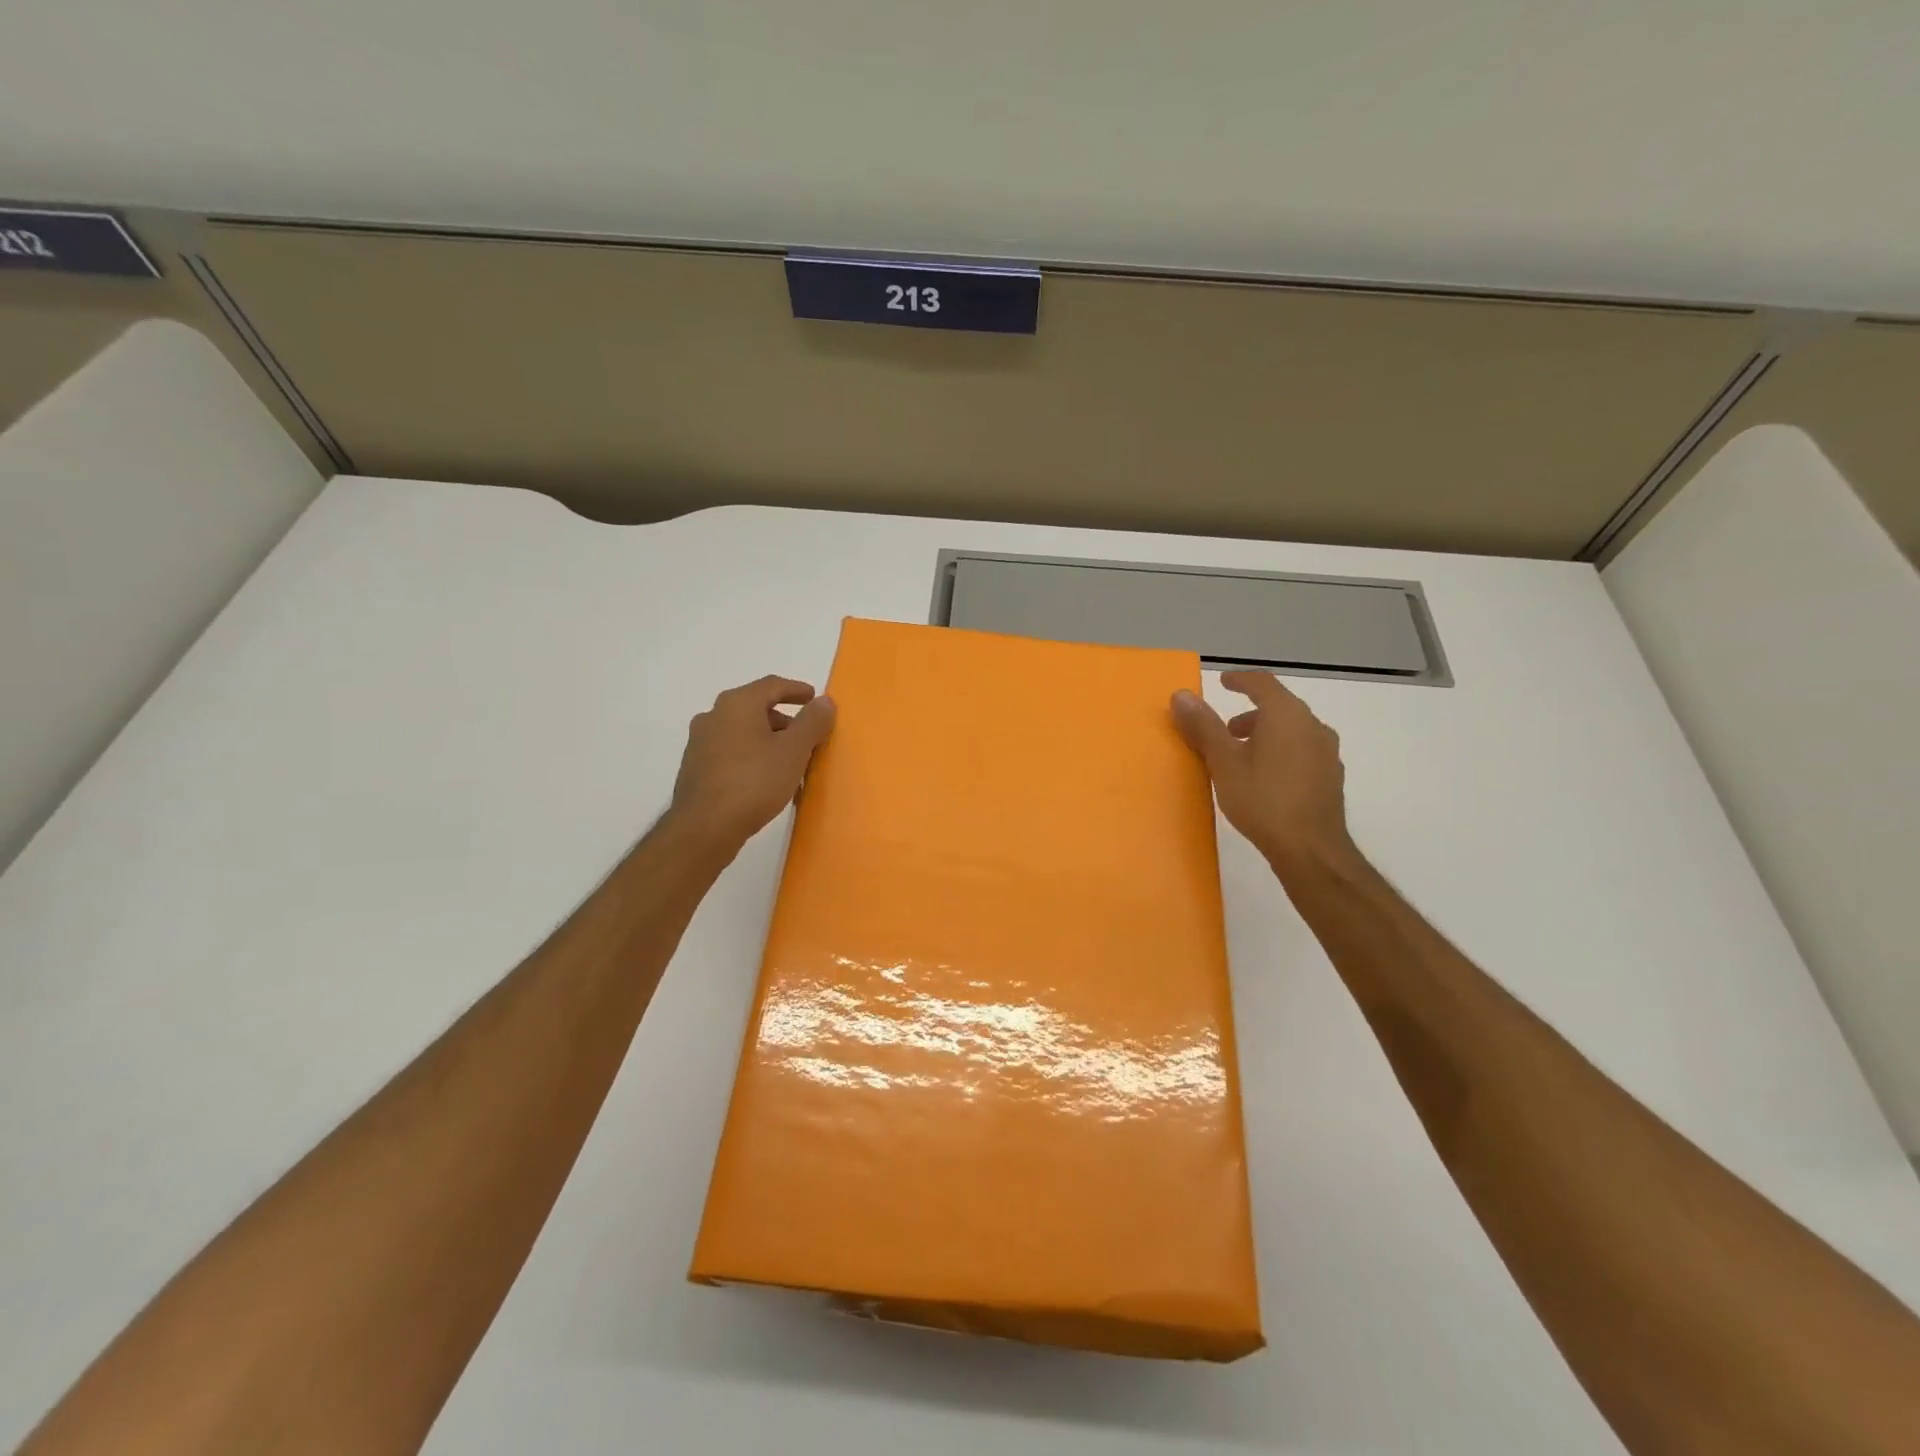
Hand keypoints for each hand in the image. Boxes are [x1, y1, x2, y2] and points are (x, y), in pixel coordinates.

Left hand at [668, 675, 835, 857]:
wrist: (704, 827)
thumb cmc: (754, 781)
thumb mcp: (794, 750)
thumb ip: (812, 722)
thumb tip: (824, 701)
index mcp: (737, 704)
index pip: (772, 685)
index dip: (796, 690)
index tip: (814, 698)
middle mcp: (714, 716)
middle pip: (755, 708)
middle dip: (784, 720)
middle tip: (806, 736)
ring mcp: (700, 743)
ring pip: (743, 732)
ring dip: (768, 741)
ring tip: (789, 762)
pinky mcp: (695, 768)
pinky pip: (731, 753)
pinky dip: (752, 757)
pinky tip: (765, 779)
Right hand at [1170, 670, 1353, 871]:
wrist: (1311, 849)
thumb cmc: (1262, 799)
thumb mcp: (1223, 762)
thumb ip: (1203, 726)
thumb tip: (1181, 695)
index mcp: (1287, 715)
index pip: (1263, 683)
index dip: (1240, 680)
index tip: (1223, 682)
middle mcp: (1312, 726)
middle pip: (1279, 707)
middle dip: (1249, 713)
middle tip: (1224, 730)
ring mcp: (1326, 752)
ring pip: (1292, 730)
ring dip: (1265, 734)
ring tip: (1241, 756)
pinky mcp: (1330, 777)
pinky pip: (1302, 751)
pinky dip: (1281, 751)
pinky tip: (1266, 777)